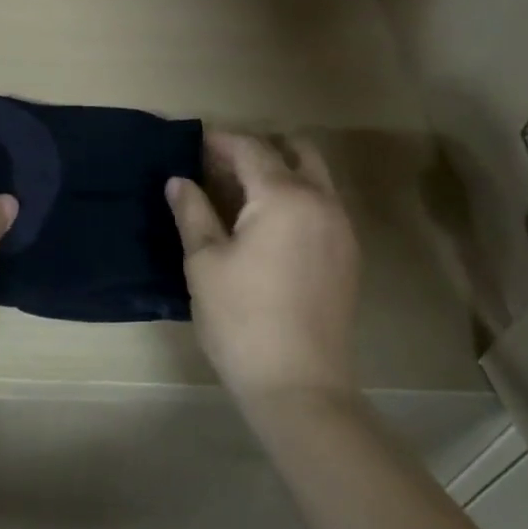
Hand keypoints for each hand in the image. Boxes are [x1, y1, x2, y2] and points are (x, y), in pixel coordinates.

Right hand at [166, 130, 360, 400]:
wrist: (300, 387)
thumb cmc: (242, 320)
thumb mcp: (204, 262)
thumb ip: (192, 212)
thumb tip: (179, 180)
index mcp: (285, 196)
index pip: (251, 149)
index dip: (220, 141)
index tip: (193, 143)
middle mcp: (321, 202)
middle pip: (295, 152)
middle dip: (257, 150)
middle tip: (220, 166)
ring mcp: (341, 229)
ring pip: (314, 177)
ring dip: (280, 172)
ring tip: (239, 194)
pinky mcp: (348, 255)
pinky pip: (322, 205)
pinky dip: (296, 197)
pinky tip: (267, 225)